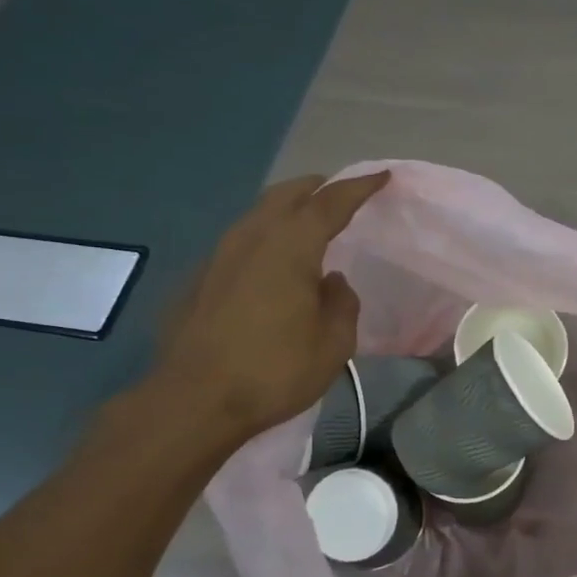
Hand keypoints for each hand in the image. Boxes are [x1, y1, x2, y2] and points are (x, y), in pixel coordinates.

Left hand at [136, 172, 389, 455]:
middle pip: (285, 196)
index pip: (329, 203)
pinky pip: (240, 242)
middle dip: (316, 188)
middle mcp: (251, 238)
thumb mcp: (333, 344)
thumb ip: (342, 304)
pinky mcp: (199, 279)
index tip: (381, 176)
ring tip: (306, 223)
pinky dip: (264, 238)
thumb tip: (332, 282)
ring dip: (285, 210)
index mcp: (289, 247)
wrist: (195, 399)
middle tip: (337, 192)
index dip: (358, 187)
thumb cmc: (274, 370)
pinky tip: (270, 263)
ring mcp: (218, 256)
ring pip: (257, 215)